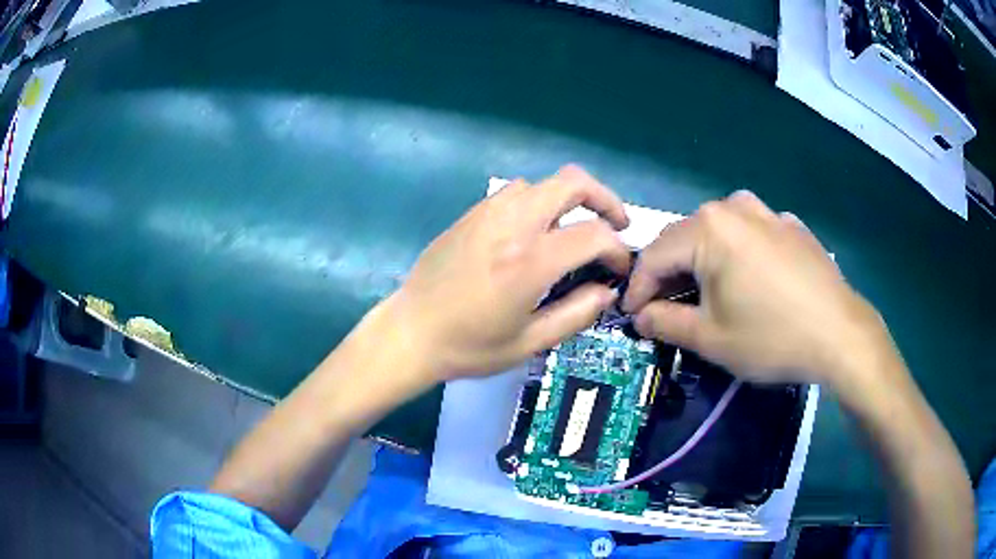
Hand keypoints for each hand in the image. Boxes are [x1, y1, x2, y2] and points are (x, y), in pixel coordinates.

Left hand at [385, 165, 630, 381]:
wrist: (410, 333)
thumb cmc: (469, 347)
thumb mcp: (529, 343)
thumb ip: (576, 314)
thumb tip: (608, 292)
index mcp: (530, 261)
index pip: (594, 234)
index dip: (618, 250)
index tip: (619, 269)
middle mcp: (512, 225)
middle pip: (572, 183)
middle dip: (604, 199)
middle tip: (616, 225)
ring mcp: (488, 213)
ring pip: (542, 184)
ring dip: (567, 200)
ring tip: (572, 230)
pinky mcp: (471, 214)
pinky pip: (514, 192)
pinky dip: (537, 202)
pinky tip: (533, 232)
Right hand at [623, 191, 890, 387]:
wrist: (840, 334)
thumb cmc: (771, 337)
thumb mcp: (710, 338)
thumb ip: (665, 322)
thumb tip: (640, 316)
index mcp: (709, 228)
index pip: (654, 256)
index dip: (637, 288)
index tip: (631, 315)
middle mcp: (734, 207)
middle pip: (686, 239)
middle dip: (671, 274)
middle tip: (667, 307)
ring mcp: (767, 211)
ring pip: (720, 232)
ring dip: (705, 260)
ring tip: (709, 291)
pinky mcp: (791, 225)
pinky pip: (753, 234)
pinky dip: (741, 254)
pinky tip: (753, 281)